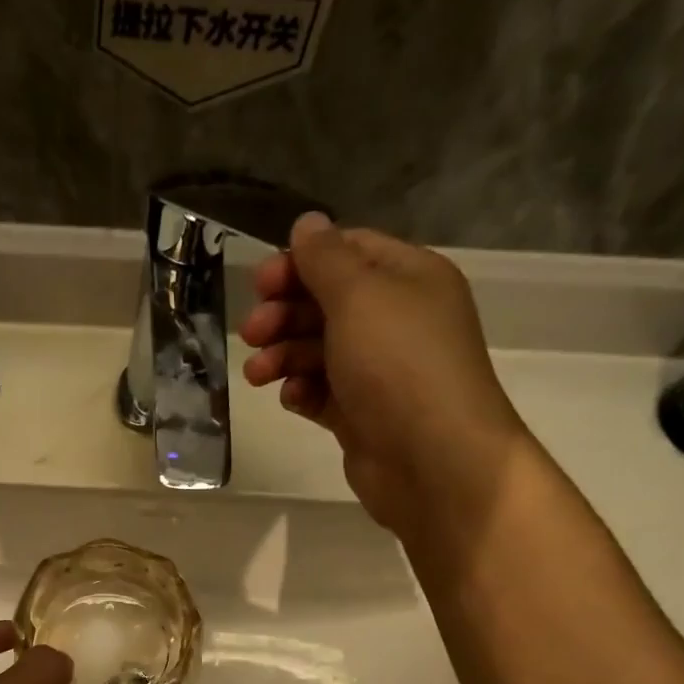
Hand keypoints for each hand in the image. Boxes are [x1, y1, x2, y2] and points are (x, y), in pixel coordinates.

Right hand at [240, 212, 528, 532]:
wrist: (432, 460)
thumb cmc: (398, 365)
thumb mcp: (359, 296)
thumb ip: (326, 259)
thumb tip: (307, 223)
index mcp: (408, 278)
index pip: (347, 252)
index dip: (301, 263)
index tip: (260, 284)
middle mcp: (395, 319)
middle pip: (326, 303)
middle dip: (284, 314)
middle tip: (251, 333)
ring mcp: (378, 371)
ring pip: (318, 350)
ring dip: (283, 356)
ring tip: (258, 374)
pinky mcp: (362, 414)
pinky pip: (322, 392)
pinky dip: (302, 391)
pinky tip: (291, 399)